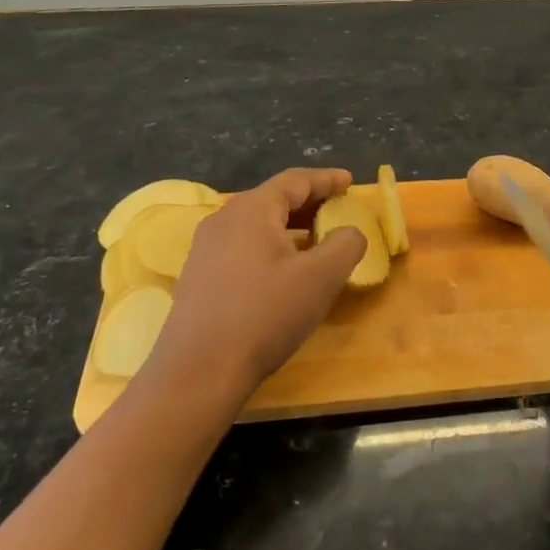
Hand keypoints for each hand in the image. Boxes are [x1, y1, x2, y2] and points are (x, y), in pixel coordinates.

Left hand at [148, 168, 366, 400]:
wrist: (199, 370)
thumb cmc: (265, 314)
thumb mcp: (321, 278)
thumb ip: (345, 244)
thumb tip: (350, 232)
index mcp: (251, 210)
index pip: (295, 181)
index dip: (326, 179)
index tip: (350, 181)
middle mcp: (223, 220)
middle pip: (273, 199)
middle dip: (309, 202)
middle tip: (338, 209)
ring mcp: (206, 249)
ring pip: (257, 225)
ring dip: (290, 226)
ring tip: (316, 239)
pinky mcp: (199, 277)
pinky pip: (243, 246)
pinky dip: (271, 246)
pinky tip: (284, 270)